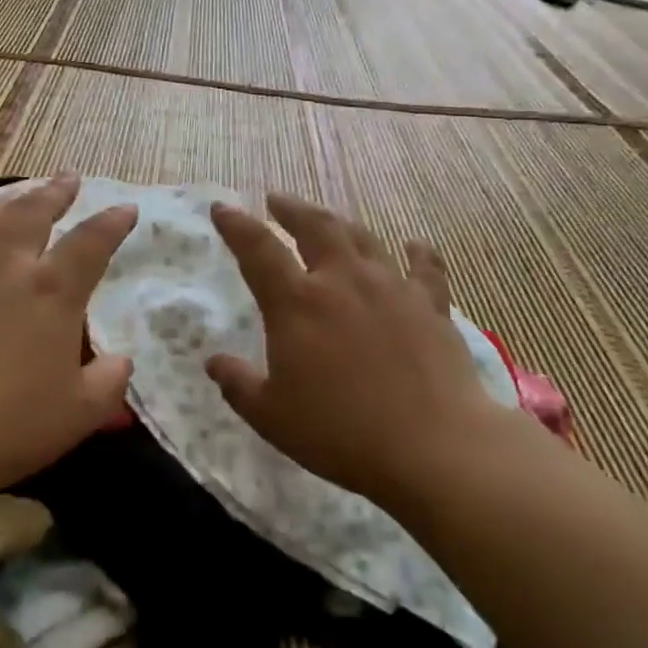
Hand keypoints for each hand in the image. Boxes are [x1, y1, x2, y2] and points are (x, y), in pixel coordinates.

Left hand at [0, 174, 137, 506]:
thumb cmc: (5, 426)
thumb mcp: (78, 414)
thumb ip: (108, 383)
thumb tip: (120, 362)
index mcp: (52, 293)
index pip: (91, 243)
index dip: (112, 222)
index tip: (125, 208)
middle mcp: (5, 268)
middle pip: (32, 212)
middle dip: (54, 192)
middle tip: (67, 179)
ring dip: (4, 200)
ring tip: (17, 192)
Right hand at [206, 194, 502, 511]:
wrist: (433, 447)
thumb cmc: (341, 433)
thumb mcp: (272, 417)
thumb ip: (238, 385)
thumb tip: (214, 362)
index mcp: (297, 303)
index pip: (258, 250)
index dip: (236, 226)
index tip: (222, 208)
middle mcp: (342, 281)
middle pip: (315, 227)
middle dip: (291, 209)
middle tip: (277, 200)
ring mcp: (390, 287)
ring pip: (361, 238)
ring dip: (340, 224)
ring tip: (328, 221)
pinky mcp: (430, 305)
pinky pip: (424, 267)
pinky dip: (418, 252)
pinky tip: (413, 245)